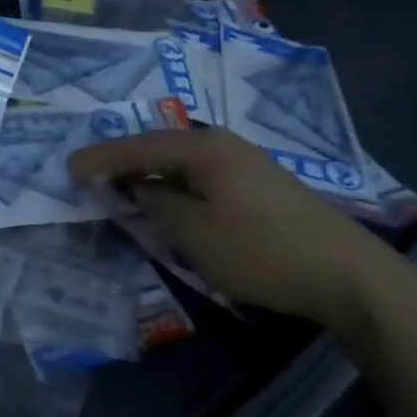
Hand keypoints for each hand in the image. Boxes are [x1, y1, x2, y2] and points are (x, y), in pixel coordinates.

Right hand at [69, 127, 392, 326]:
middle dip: (125, 161)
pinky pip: (203, 174)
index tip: (70, 166)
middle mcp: (222, 143)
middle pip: (161, 146)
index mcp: (203, 147)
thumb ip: (158, 205)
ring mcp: (245, 161)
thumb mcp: (197, 234)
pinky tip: (171, 198)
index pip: (140, 147)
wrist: (346, 272)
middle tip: (92, 174)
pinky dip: (177, 184)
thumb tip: (139, 187)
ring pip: (183, 161)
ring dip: (152, 173)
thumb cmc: (262, 251)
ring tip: (124, 186)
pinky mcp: (259, 183)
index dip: (103, 158)